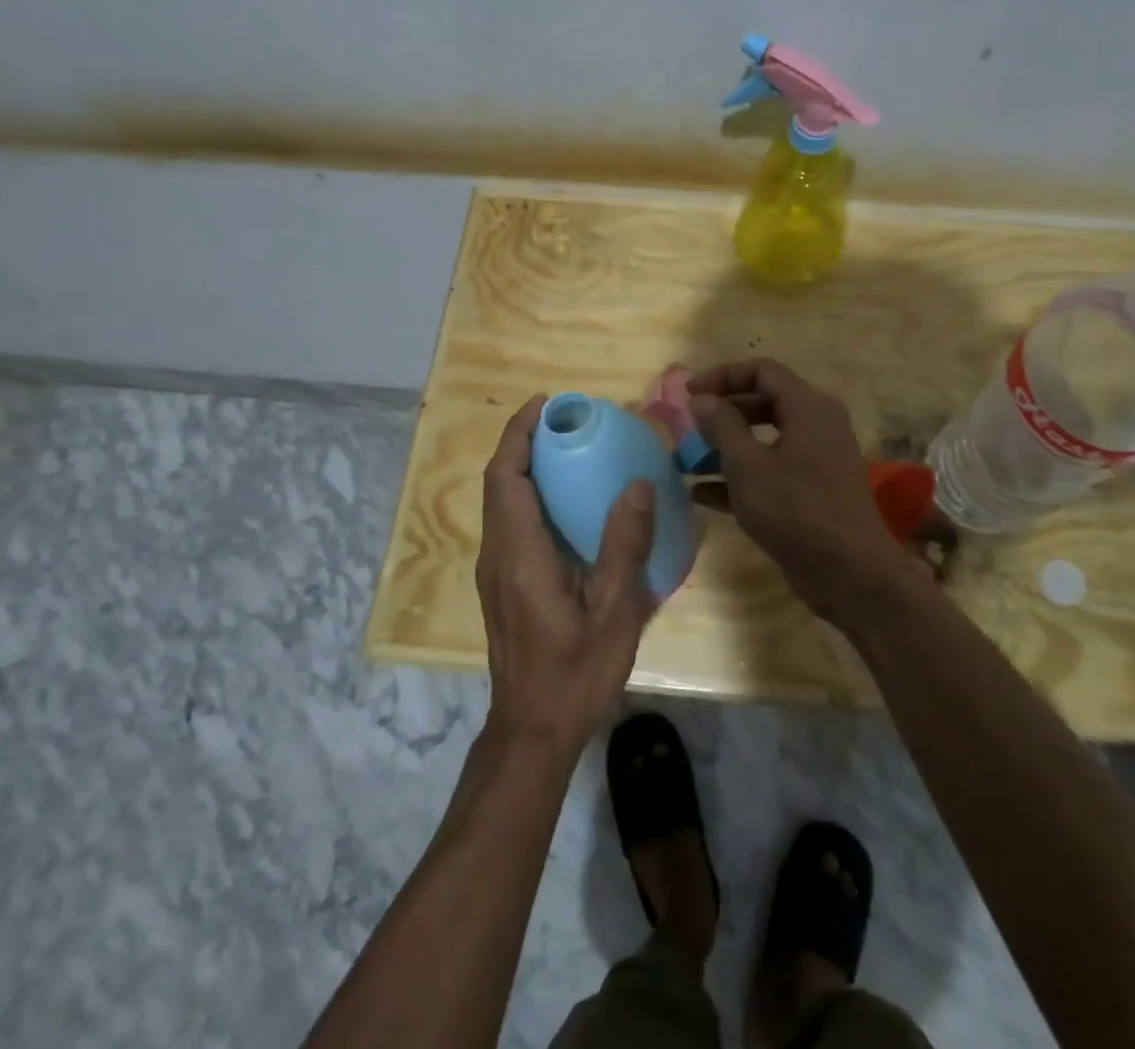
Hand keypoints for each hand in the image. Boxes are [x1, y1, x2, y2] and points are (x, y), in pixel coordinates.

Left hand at [476, 395, 658, 757]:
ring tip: (570, 449)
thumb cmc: (575, 672)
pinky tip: (569, 502)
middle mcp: (497, 553)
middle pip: (499, 481)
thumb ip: (624, 544)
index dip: (520, 433)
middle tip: (568, 420)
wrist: (533, 730)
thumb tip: (638, 483)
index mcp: (519, 553)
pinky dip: (530, 493)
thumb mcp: (614, 610)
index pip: (506, 476)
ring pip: (501, 501)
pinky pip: (510, 521)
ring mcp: (496, 570)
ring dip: (526, 466)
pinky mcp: (503, 583)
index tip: (547, 403)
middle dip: (524, 441)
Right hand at [687, 360, 911, 625]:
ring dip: (726, 447)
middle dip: (723, 413)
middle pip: (763, 402)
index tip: (689, 393)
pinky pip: (771, 471)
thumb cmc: (796, 510)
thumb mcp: (748, 466)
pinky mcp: (811, 492)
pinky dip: (740, 476)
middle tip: (688, 426)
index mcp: (809, 407)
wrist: (851, 574)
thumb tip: (702, 398)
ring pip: (765, 440)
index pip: (762, 371)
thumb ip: (722, 427)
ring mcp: (816, 460)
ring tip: (687, 461)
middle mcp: (817, 425)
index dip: (723, 376)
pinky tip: (701, 494)